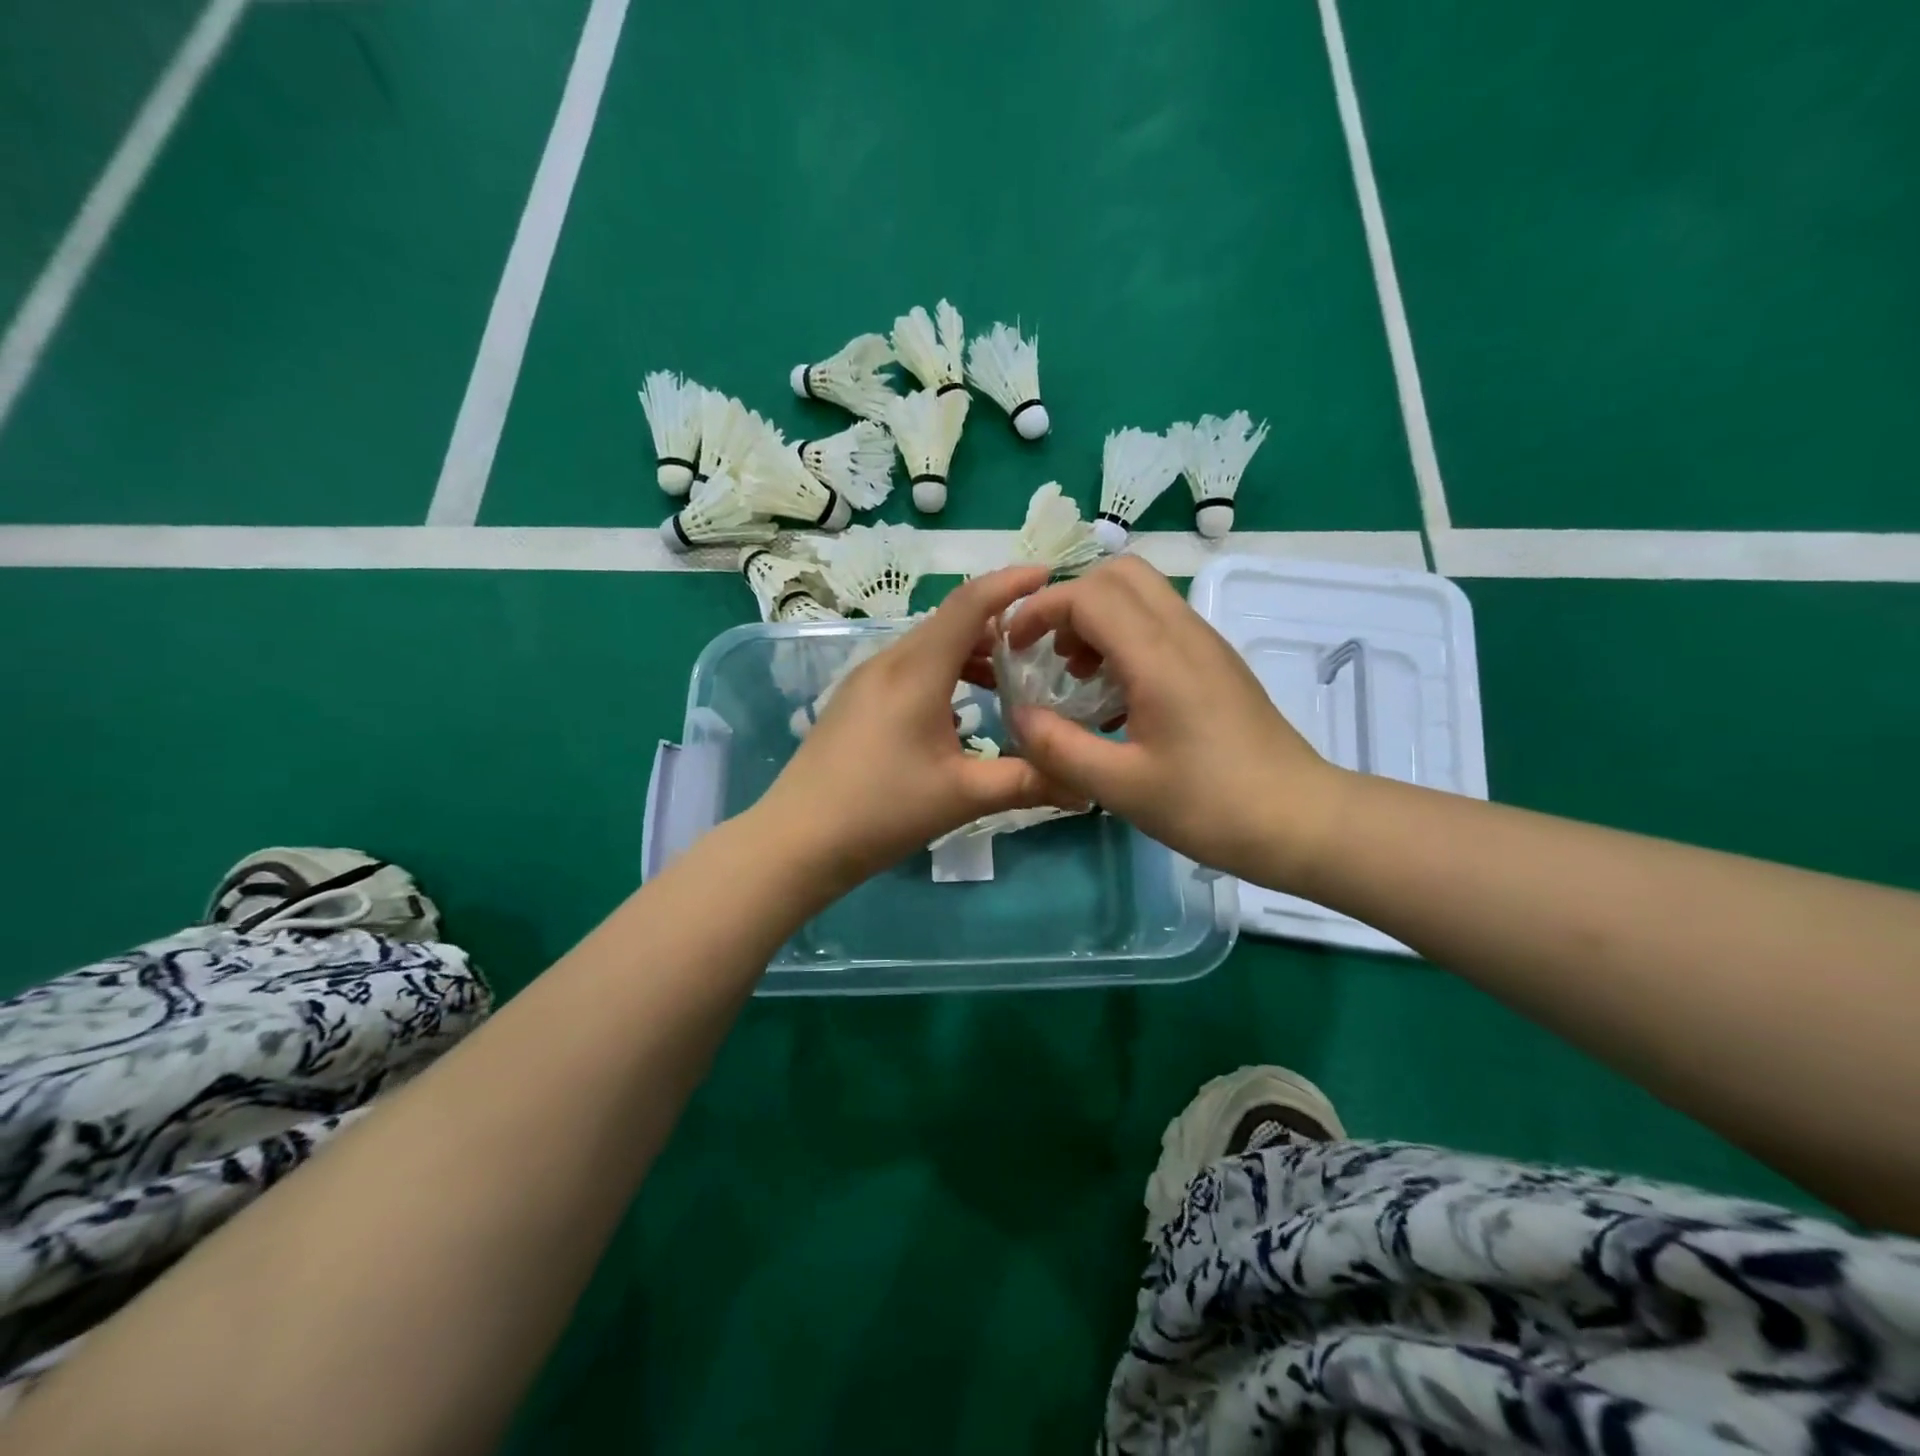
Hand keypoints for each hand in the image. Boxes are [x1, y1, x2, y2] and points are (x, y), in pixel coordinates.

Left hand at [756, 567, 1080, 889]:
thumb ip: (1027, 782)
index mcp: (916, 671)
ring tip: (1007, 680)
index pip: (970, 605)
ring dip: (969, 652)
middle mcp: (889, 662)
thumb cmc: (881, 811)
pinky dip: (944, 672)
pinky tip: (960, 710)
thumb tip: (1086, 788)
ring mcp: (865, 680)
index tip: (1048, 575)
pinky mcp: (854, 701)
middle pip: (950, 622)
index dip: (1010, 583)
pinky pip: (908, 668)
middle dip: (997, 623)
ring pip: (928, 646)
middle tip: (1042, 642)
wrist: (796, 840)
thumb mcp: (962, 796)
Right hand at [1000, 556, 1348, 887]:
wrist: (1300, 819)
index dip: (1040, 610)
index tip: (1014, 648)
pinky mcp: (1216, 662)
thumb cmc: (1209, 805)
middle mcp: (1184, 633)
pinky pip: (1160, 622)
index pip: (1088, 594)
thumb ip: (1058, 748)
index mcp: (1158, 657)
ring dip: (1097, 618)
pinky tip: (1115, 695)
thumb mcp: (1121, 787)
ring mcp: (1205, 643)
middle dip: (1069, 602)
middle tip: (1049, 653)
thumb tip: (1017, 714)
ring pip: (1142, 594)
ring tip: (1076, 675)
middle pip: (1118, 574)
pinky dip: (1123, 637)